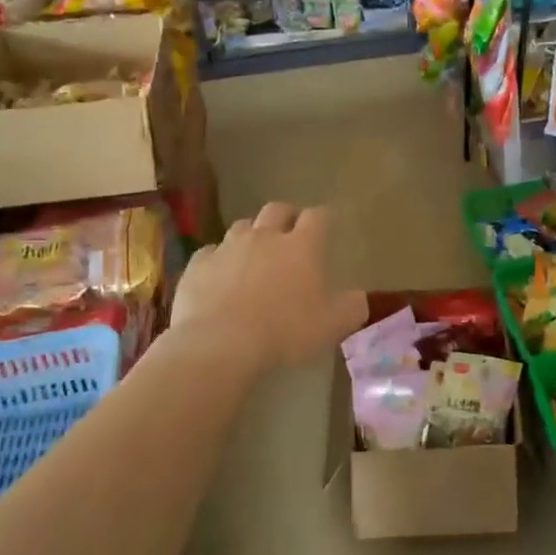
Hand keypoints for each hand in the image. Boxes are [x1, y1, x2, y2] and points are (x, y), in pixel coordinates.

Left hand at [172, 202, 367, 371]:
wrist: (220, 344)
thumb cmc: (285, 331)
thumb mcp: (333, 326)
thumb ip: (351, 307)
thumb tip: (357, 297)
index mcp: (302, 246)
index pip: (318, 217)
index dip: (324, 218)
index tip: (327, 225)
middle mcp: (265, 237)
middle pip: (277, 210)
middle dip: (286, 217)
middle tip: (291, 232)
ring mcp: (228, 247)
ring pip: (243, 227)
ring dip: (252, 236)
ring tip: (254, 255)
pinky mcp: (198, 265)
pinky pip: (210, 253)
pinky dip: (219, 260)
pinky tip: (220, 277)